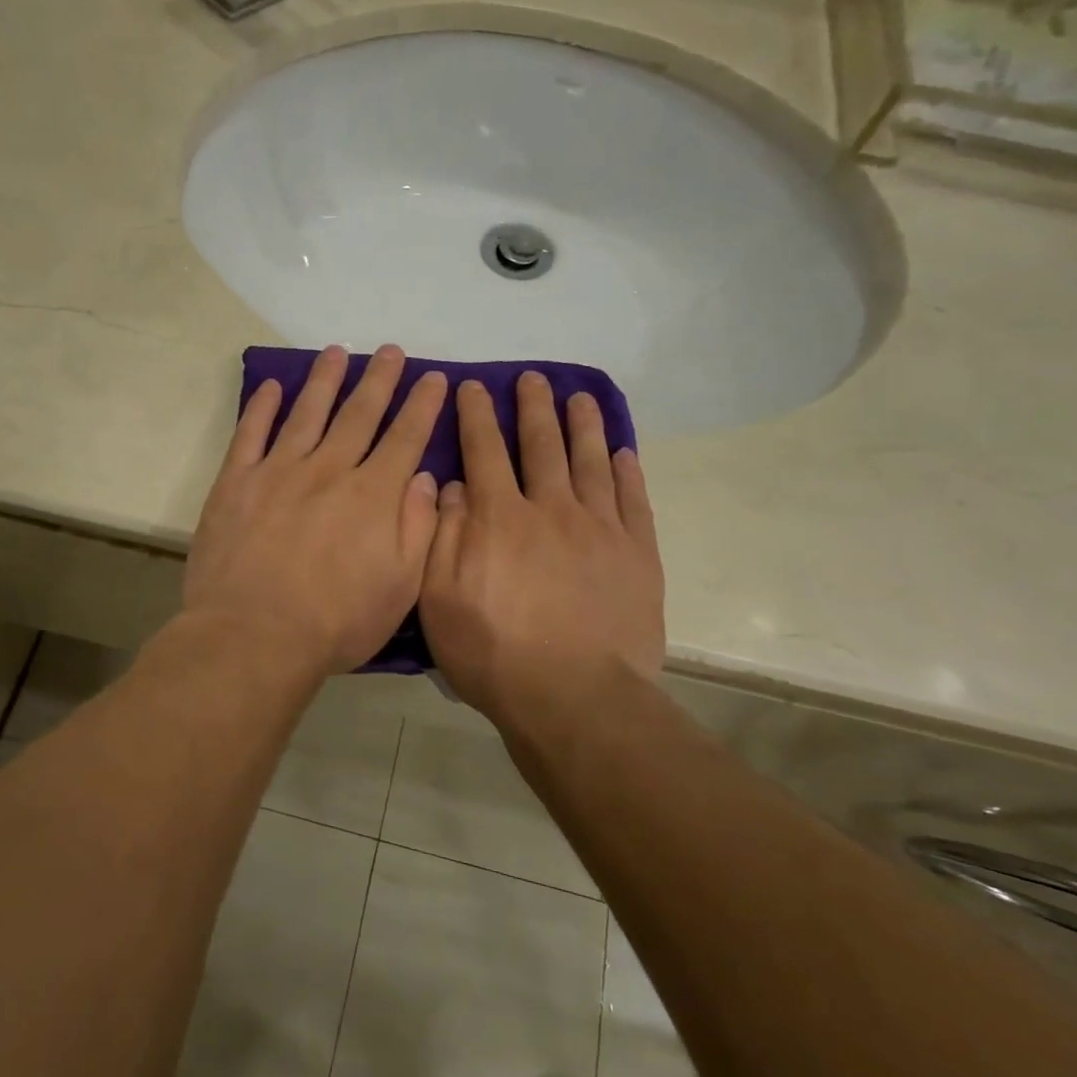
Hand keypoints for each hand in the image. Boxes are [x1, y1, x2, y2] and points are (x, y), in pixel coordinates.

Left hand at [186, 345, 448, 675]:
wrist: (253, 636)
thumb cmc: (336, 621)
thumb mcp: (400, 587)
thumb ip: (418, 528)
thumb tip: (427, 478)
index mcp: (373, 495)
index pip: (406, 438)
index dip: (422, 405)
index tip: (434, 378)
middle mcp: (329, 470)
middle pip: (359, 414)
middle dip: (380, 380)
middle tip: (391, 350)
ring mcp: (278, 472)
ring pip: (308, 413)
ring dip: (325, 380)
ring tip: (338, 352)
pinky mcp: (236, 483)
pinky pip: (250, 434)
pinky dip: (261, 407)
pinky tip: (272, 386)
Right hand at [420, 373, 665, 732]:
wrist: (574, 697)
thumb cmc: (494, 652)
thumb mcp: (440, 599)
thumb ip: (442, 535)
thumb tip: (450, 485)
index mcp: (499, 517)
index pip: (484, 451)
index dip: (476, 415)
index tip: (473, 386)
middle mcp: (550, 508)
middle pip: (541, 444)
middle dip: (534, 407)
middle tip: (533, 378)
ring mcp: (599, 528)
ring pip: (590, 461)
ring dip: (583, 425)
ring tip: (580, 397)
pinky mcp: (636, 554)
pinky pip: (633, 500)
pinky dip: (627, 472)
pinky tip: (623, 452)